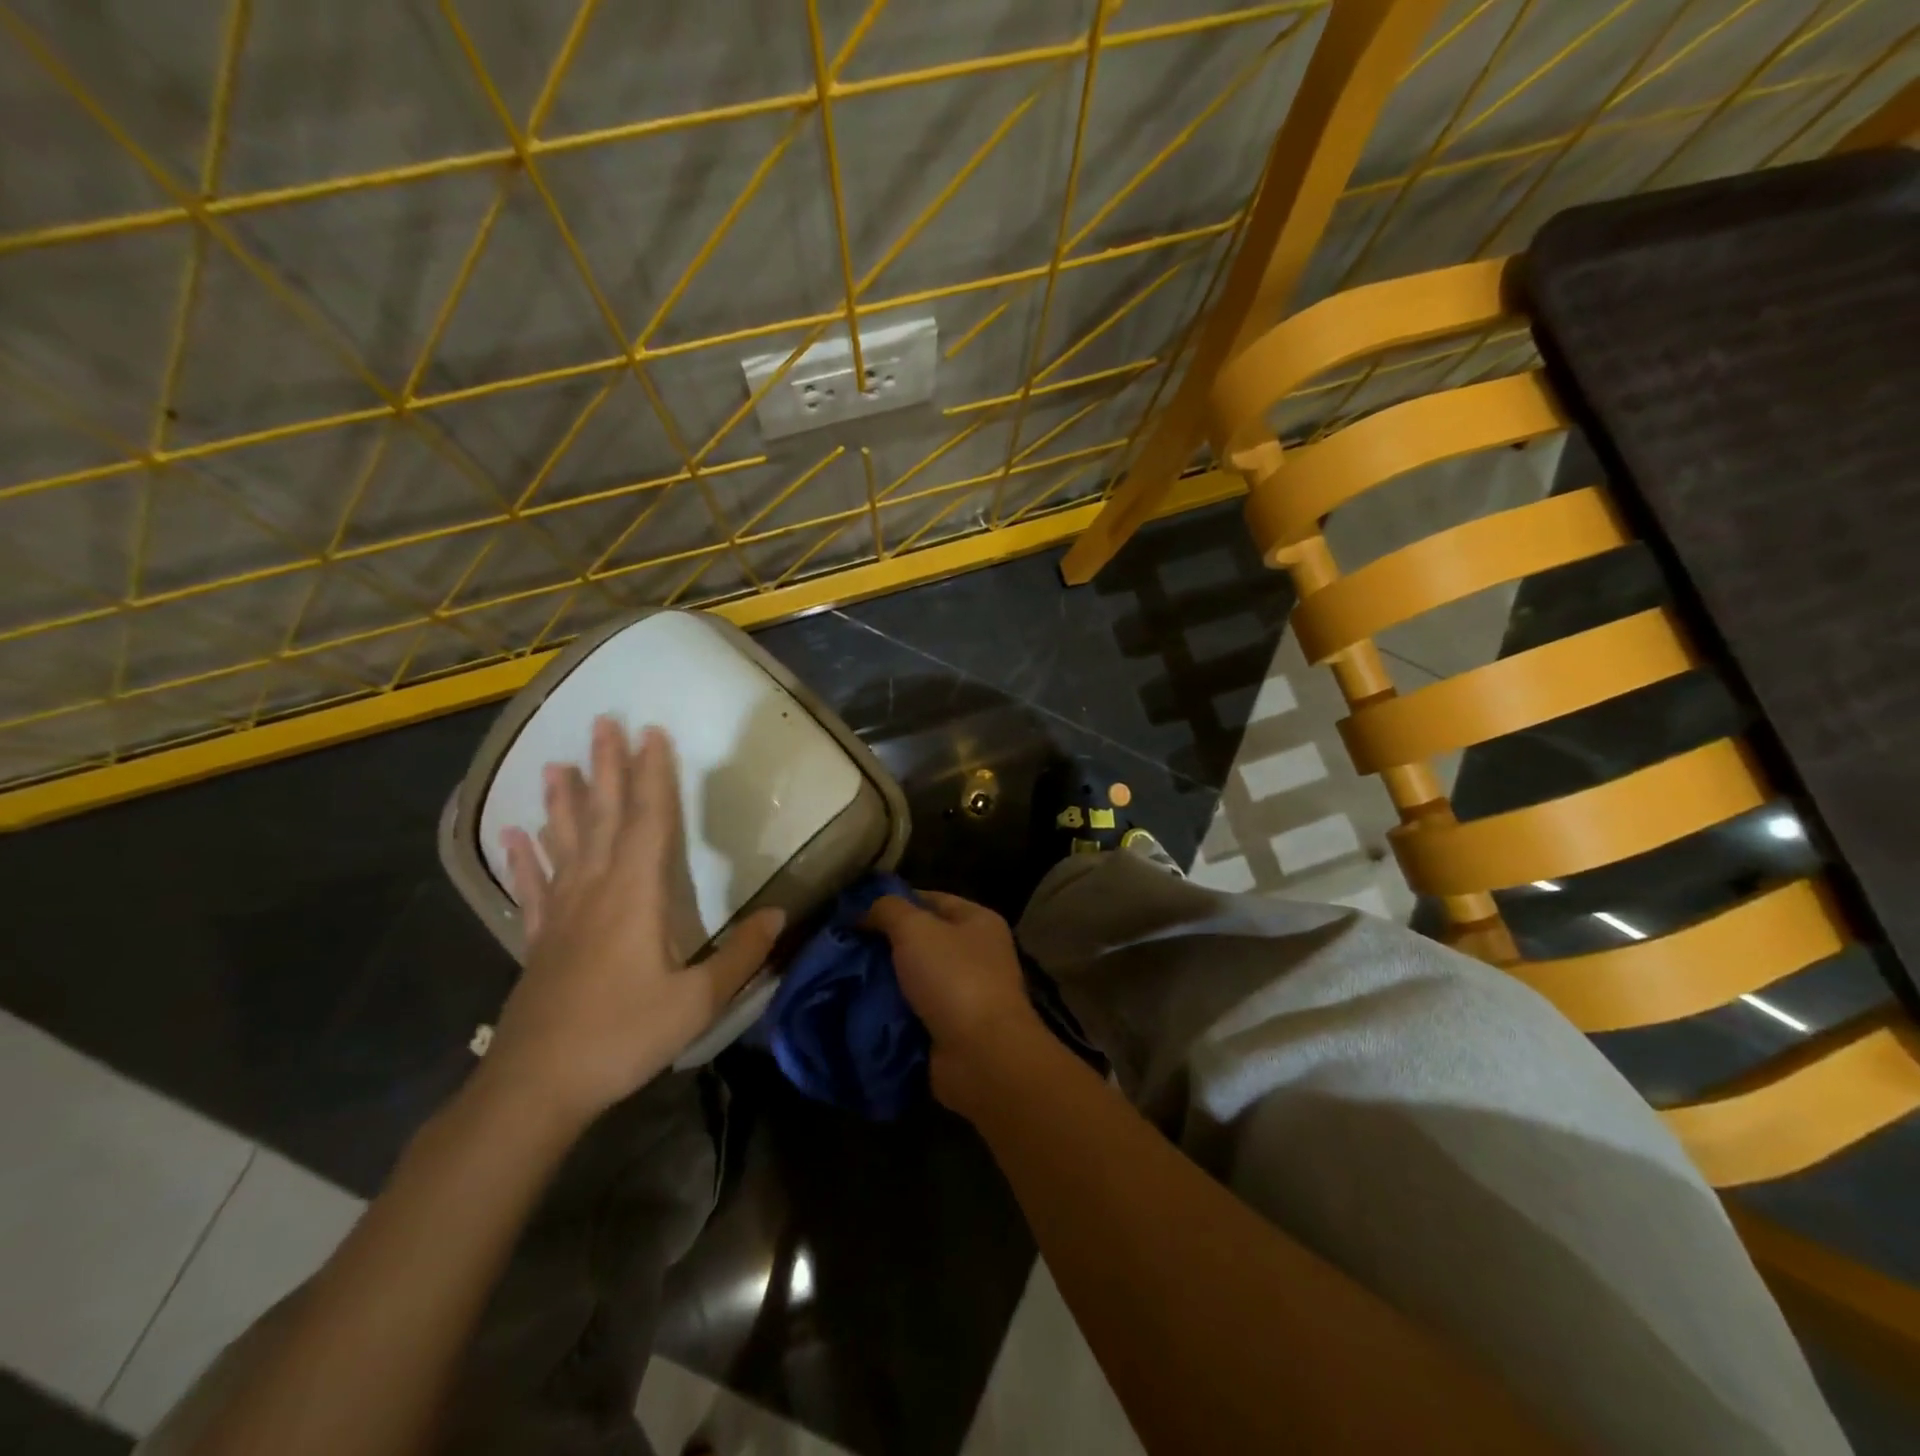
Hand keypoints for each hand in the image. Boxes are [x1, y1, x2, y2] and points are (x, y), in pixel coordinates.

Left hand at [486, 717, 783, 1126]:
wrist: (536, 1086)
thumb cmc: (621, 1037)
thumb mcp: (695, 1002)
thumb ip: (739, 956)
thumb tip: (779, 915)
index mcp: (635, 896)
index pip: (648, 821)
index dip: (653, 775)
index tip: (651, 733)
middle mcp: (595, 891)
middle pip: (602, 818)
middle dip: (606, 769)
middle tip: (602, 723)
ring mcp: (561, 914)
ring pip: (564, 844)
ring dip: (562, 802)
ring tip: (556, 764)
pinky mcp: (538, 940)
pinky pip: (532, 888)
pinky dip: (524, 859)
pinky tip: (513, 835)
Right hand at [863, 891, 1047, 1114]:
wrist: (981, 1056)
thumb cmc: (954, 978)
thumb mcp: (915, 929)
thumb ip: (889, 910)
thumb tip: (866, 910)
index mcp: (978, 921)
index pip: (932, 899)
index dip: (895, 901)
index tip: (856, 911)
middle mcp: (977, 954)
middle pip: (922, 941)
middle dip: (884, 945)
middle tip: (844, 947)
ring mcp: (966, 994)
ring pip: (914, 979)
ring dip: (884, 982)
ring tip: (843, 978)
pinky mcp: (952, 1030)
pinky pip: (913, 1013)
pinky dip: (891, 1014)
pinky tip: (859, 1009)